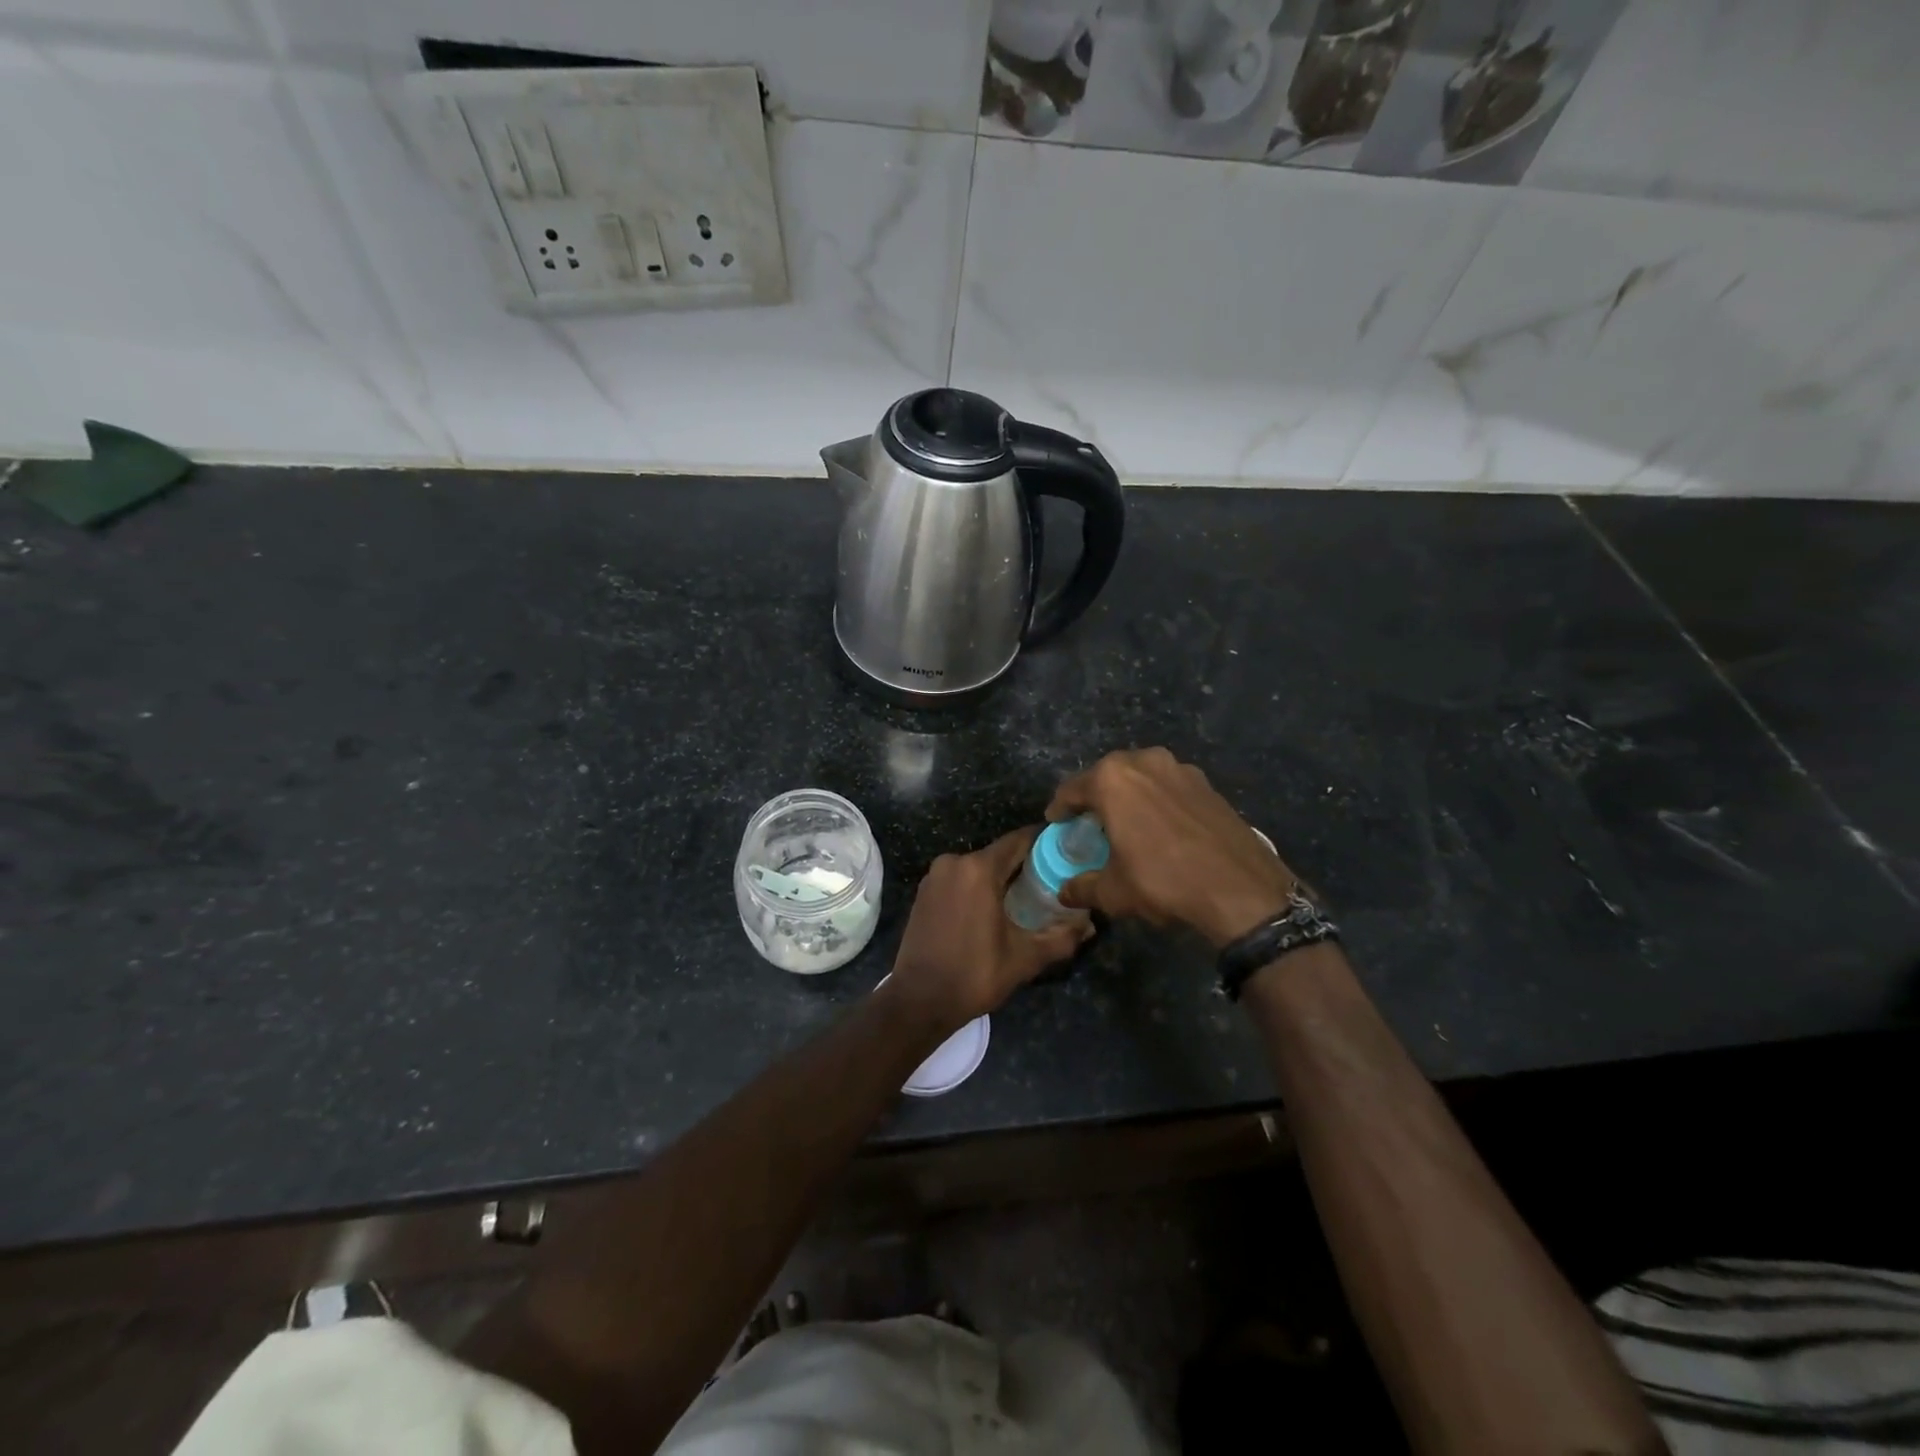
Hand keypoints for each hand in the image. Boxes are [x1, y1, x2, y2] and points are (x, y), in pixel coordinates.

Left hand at [886, 827, 1092, 1032]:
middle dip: (1025, 864)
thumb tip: (1089, 925)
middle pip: (999, 854)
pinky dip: (978, 887)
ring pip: (978, 867)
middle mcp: (954, 862)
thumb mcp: (1024, 958)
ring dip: (1001, 878)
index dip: (1045, 843)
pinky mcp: (924, 891)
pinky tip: (994, 908)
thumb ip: (1061, 938)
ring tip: (1027, 897)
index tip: (1067, 851)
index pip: (1019, 841)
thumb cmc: (974, 975)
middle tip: (1053, 881)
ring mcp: (935, 876)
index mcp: (978, 869)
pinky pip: (960, 879)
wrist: (919, 1000)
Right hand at [1047, 747, 1297, 947]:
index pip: (1072, 789)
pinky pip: (1168, 786)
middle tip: (1090, 822)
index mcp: (1112, 779)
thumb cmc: (1163, 881)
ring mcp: (1179, 768)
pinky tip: (1161, 826)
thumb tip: (1065, 892)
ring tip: (1127, 822)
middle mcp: (1143, 761)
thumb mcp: (1114, 891)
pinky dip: (1157, 800)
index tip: (1057, 822)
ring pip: (1141, 777)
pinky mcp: (1206, 783)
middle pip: (1107, 776)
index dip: (1060, 808)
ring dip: (1129, 795)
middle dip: (1095, 796)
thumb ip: (1083, 887)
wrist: (1240, 888)